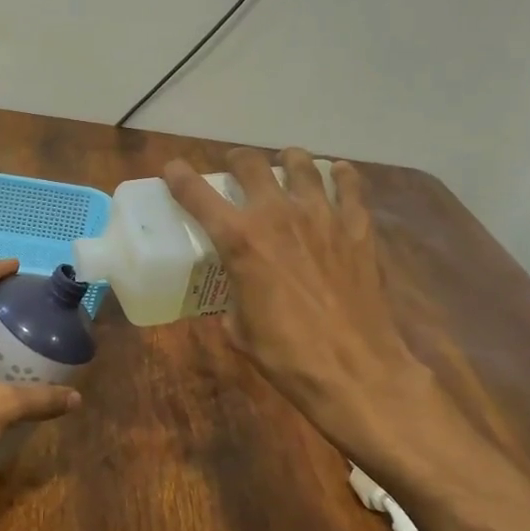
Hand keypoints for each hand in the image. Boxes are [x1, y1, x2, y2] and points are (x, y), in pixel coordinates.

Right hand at [163, 147, 449, 471]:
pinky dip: (339, 176)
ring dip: (287, 161)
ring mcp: (321, 216)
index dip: (178, 176)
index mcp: (239, 240)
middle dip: (236, 161)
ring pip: (301, 164)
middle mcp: (276, 215)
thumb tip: (235, 294)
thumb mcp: (238, 328)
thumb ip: (232, 297)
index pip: (197, 194)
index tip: (172, 169)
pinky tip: (335, 176)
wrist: (355, 369)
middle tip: (236, 170)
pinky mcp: (357, 227)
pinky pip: (349, 185)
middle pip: (250, 163)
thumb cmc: (286, 354)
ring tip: (285, 167)